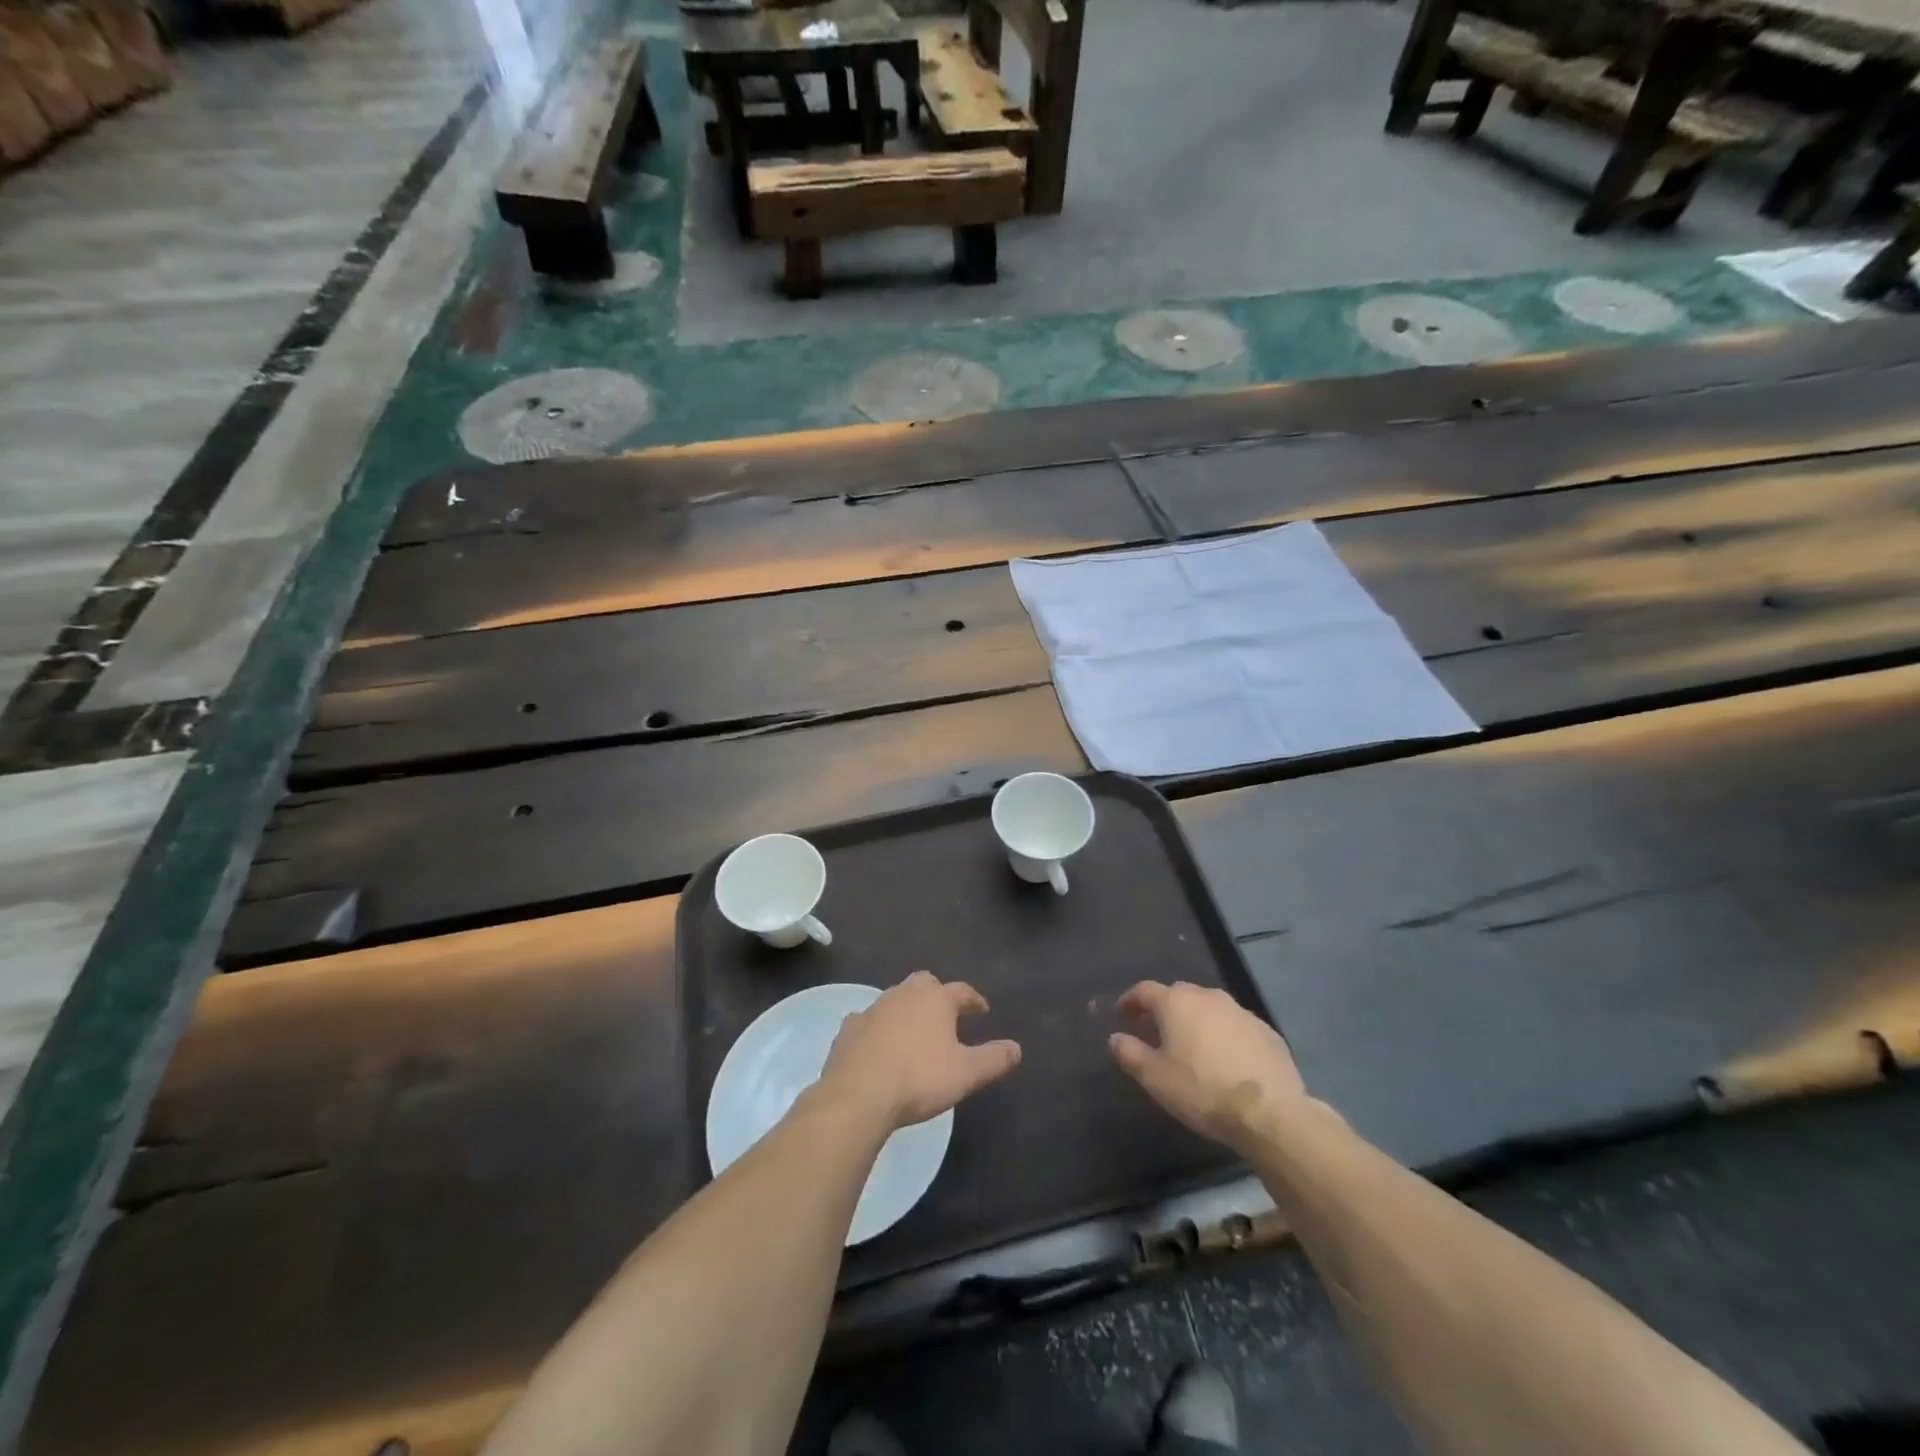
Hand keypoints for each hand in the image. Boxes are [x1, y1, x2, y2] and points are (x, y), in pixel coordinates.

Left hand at [818, 971, 1021, 1130]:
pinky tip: (878, 1043)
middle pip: (926, 983)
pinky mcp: (849, 1028)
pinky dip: (877, 1027)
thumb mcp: (967, 1073)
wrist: (859, 1094)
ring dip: (907, 1009)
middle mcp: (905, 994)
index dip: (974, 1000)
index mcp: (936, 1000)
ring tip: (915, 1030)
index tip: (982, 1010)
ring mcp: (874, 1008)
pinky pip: (868, 1020)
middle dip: (938, 994)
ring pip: (895, 998)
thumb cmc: (920, 1078)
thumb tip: (1017, 1048)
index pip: (962, 991)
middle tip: (946, 1014)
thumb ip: (994, 1059)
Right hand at [1110, 981, 1307, 1149]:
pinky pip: (1235, 1027)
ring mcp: (1240, 1011)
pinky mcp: (1266, 1031)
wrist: (1269, 1111)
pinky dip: (1224, 1036)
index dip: (1129, 1001)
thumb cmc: (1201, 1089)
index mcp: (1176, 1002)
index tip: (1122, 1015)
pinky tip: (1225, 1061)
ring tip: (1191, 1047)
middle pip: (1178, 995)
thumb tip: (1115, 1038)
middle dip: (1164, 1010)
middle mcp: (1207, 996)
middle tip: (1155, 1031)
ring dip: (1196, 1022)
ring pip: (1209, 1009)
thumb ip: (1129, 1053)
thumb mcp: (1154, 1077)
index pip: (1144, 991)